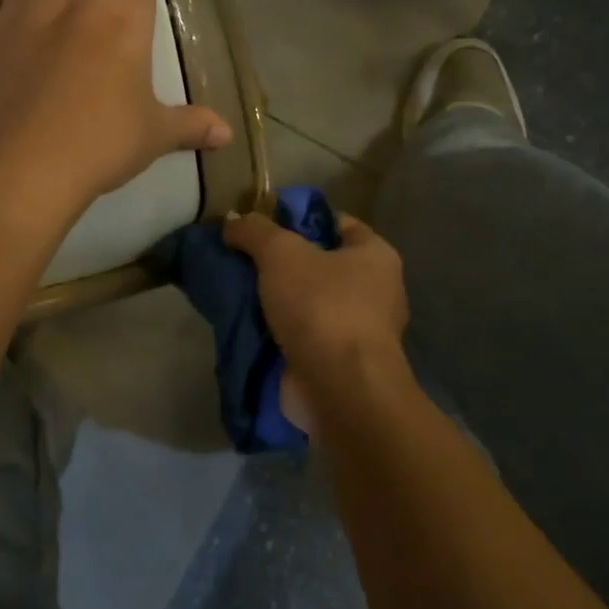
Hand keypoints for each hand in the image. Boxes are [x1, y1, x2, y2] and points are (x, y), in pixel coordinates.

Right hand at [223, 211, 409, 433]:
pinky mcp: (340, 366)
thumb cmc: (322, 306)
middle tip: (242, 260)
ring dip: (276, 302)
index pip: (339, 224)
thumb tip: (232, 222)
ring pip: (308, 304)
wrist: (338, 389)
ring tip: (236, 293)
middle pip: (320, 265)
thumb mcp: (281, 253)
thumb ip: (254, 231)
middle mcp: (376, 292)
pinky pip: (303, 338)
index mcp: (376, 256)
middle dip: (282, 264)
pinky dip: (277, 335)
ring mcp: (359, 333)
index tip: (263, 225)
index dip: (301, 219)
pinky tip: (245, 328)